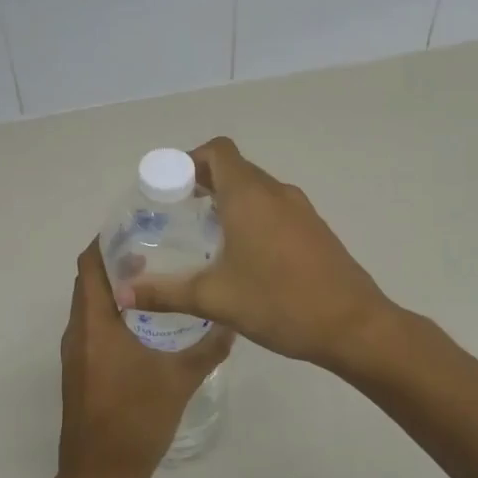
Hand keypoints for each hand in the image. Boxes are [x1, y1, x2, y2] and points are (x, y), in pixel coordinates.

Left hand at [54, 240, 232, 477]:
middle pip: (91, 280)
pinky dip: (116, 313)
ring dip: (118, 288)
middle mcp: (78, 330)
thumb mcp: (179, 381)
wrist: (98, 477)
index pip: (89, 264)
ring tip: (160, 277)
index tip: (139, 225)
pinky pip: (95, 326)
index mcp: (94, 323)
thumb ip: (207, 348)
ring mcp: (77, 352)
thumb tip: (232, 320)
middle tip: (160, 247)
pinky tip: (150, 322)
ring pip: (93, 304)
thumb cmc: (134, 421)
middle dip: (118, 260)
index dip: (107, 239)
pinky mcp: (82, 370)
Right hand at [118, 138, 395, 376]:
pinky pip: (275, 208)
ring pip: (256, 189)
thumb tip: (123, 293)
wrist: (354, 326)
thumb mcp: (215, 299)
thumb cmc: (280, 303)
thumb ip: (166, 292)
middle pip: (235, 168)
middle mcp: (276, 192)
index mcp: (250, 195)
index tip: (169, 188)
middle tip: (177, 215)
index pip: (217, 151)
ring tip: (205, 237)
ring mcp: (301, 209)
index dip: (190, 160)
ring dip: (229, 201)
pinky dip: (252, 216)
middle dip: (203, 183)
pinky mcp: (315, 229)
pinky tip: (243, 257)